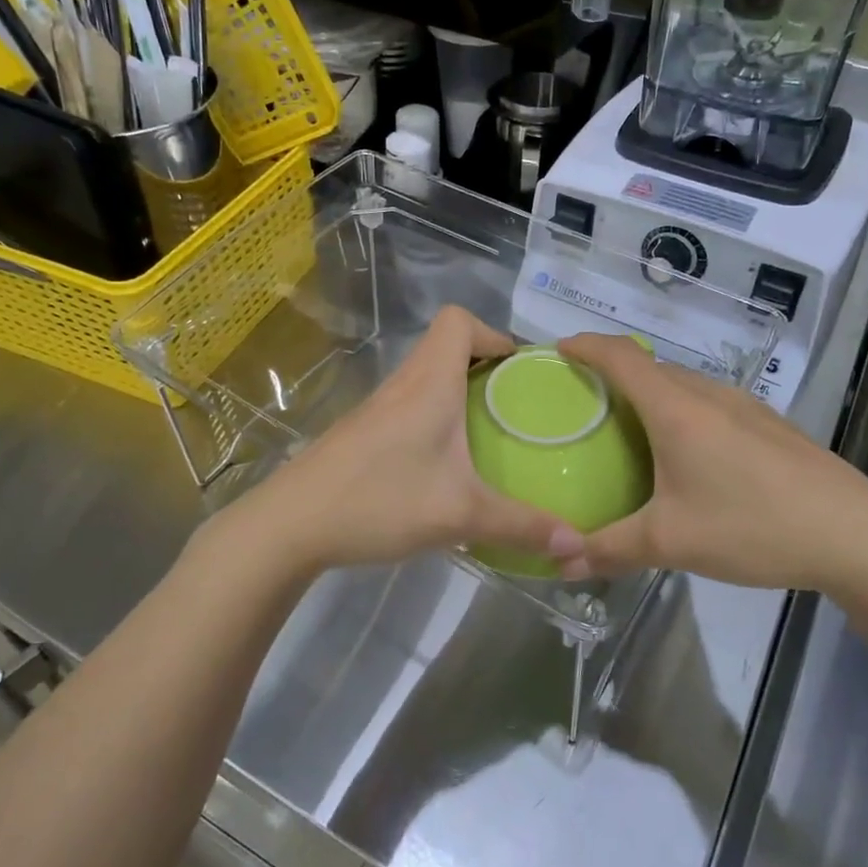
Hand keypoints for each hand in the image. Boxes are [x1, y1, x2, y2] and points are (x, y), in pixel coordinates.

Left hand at [210, 307, 582, 580]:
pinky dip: (435, 417)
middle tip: (515, 405)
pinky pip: (409, 405)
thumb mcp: (460, 515)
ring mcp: (378, 408)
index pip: (457, 320)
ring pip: (426, 377)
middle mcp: (403, 384)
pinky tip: (445, 464)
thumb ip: (521, 526)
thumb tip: (577, 545)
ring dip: (458, 392)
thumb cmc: (379, 501)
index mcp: (429, 382)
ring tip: (489, 433)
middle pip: (445, 346)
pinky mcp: (362, 432)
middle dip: (485, 365)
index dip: (492, 332)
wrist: (290, 525)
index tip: (518, 370)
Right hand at [554, 333, 867, 595]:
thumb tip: (560, 562)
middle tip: (582, 402)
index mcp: (676, 409)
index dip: (584, 345)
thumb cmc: (754, 527)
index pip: (619, 356)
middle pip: (649, 366)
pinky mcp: (769, 424)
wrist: (856, 535)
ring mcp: (744, 406)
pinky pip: (709, 403)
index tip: (557, 350)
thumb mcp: (672, 542)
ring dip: (649, 393)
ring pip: (682, 384)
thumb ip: (610, 548)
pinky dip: (680, 410)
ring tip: (627, 428)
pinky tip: (686, 455)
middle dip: (611, 372)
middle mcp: (708, 395)